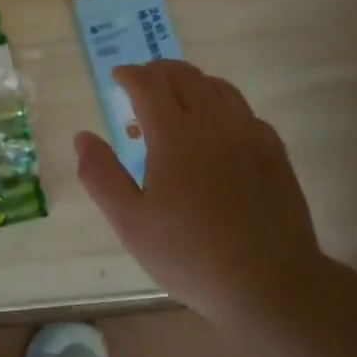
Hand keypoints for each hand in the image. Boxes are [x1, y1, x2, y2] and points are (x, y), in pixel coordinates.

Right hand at [74, 60, 322, 323]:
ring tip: (175, 100)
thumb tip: (83, 136)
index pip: (149, 84)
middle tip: (141, 82)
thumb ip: (101, 174)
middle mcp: (214, 123)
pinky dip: (219, 104)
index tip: (117, 77)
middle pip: (184, 76)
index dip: (130, 74)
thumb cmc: (191, 255)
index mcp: (175, 135)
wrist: (270, 284)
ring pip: (217, 87)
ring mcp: (249, 134)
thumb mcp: (130, 222)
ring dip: (190, 83)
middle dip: (158, 72)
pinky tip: (213, 129)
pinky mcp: (274, 151)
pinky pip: (242, 109)